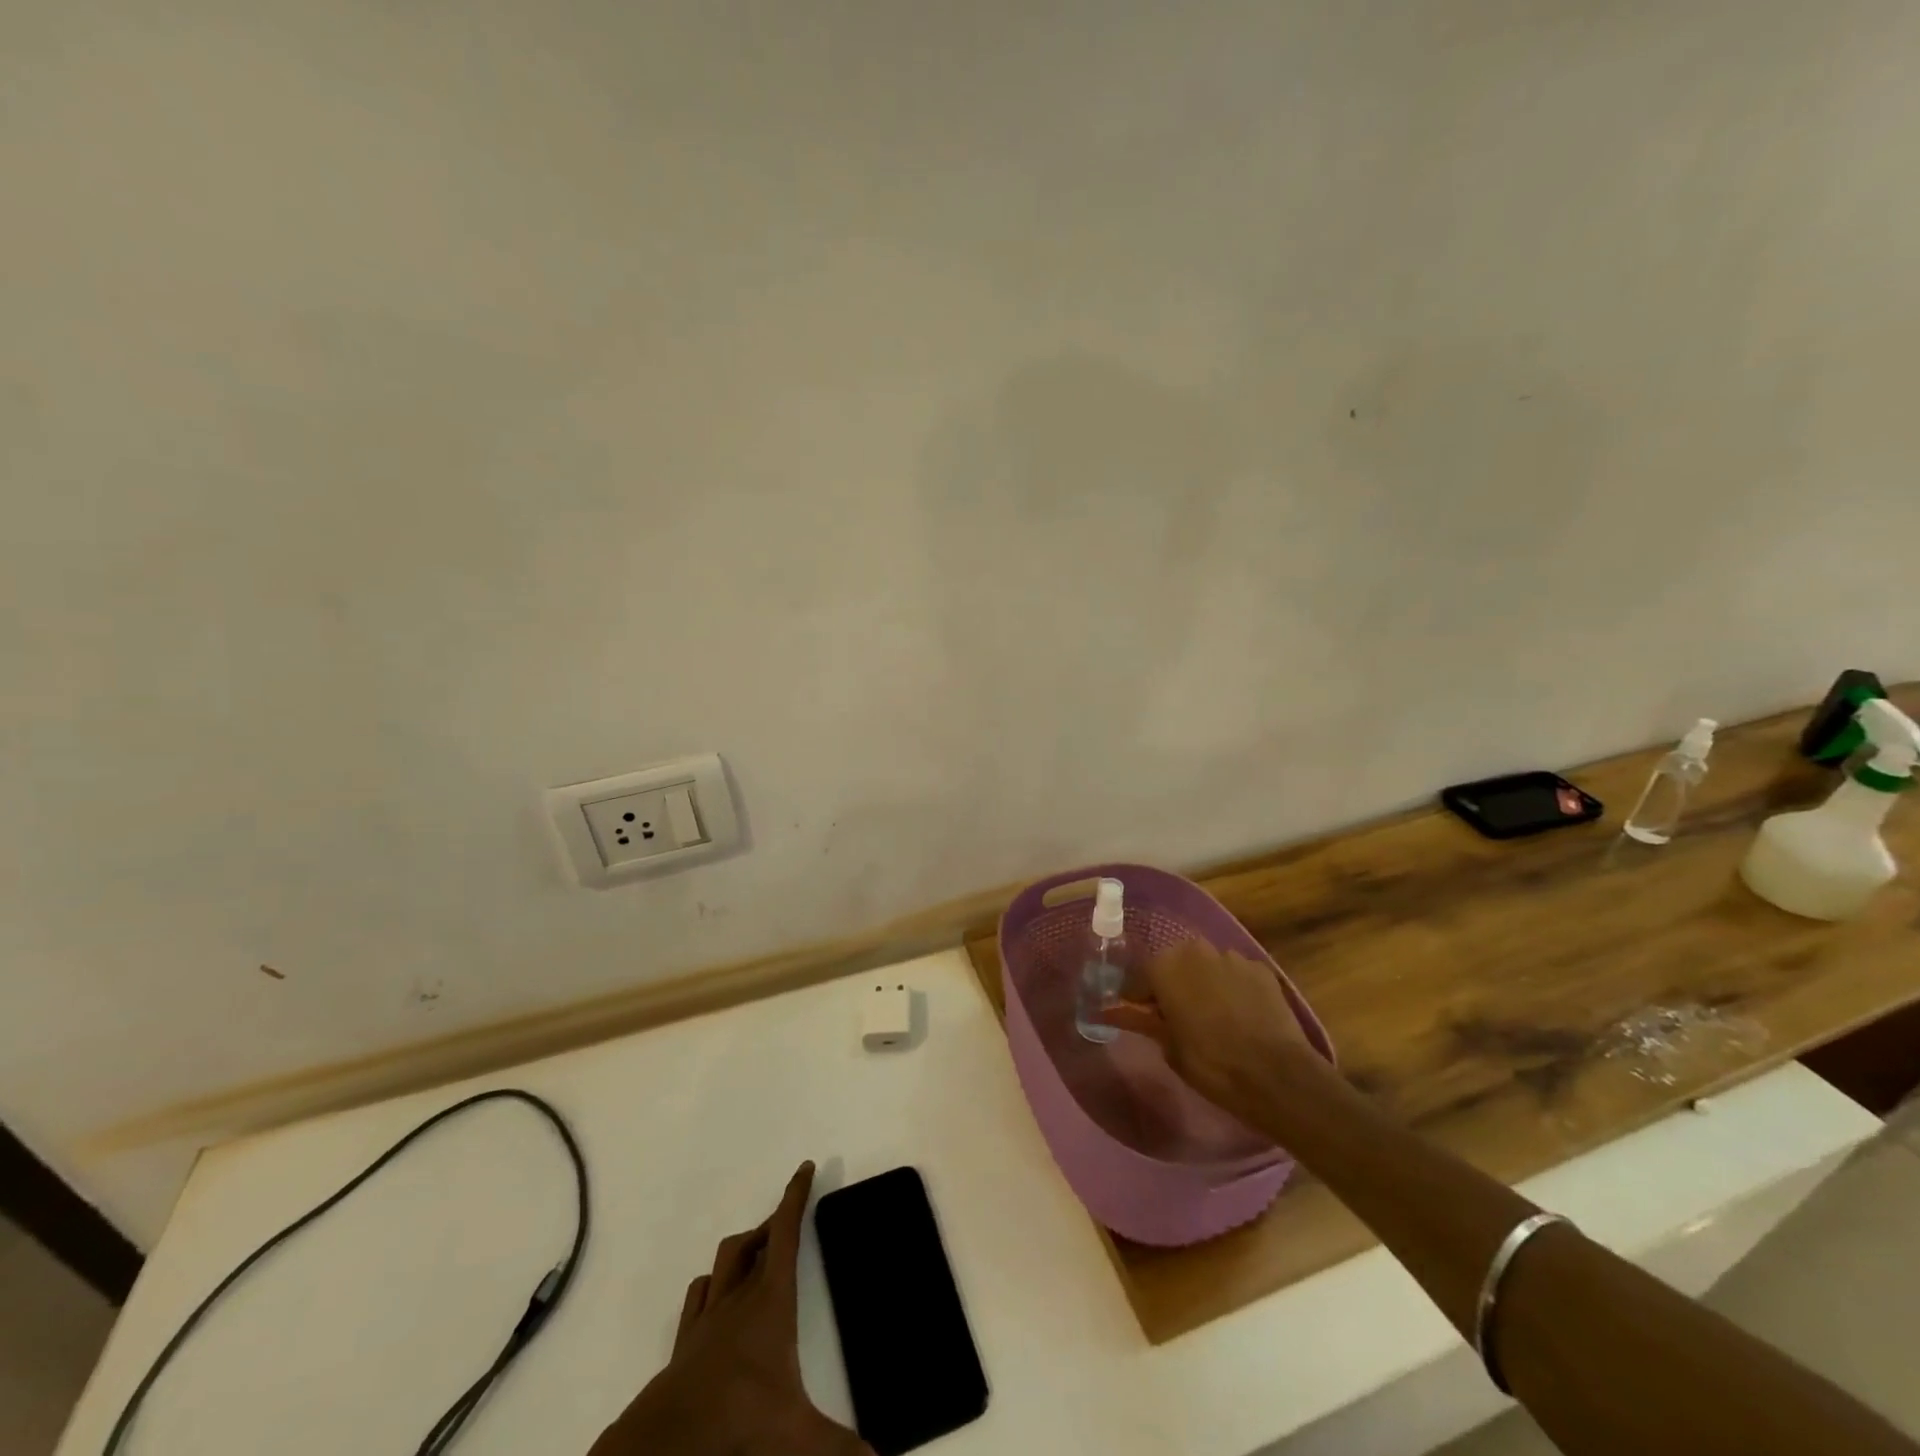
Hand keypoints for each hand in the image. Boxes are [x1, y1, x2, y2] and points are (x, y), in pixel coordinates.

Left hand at [591, 1162, 869, 1455]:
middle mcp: (738, 1298)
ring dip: (741, 1251)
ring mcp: (707, 1319)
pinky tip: (716, 1299)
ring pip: (722, 1263)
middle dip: (771, 1225)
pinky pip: (697, 1297)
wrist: (668, 1442)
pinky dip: (711, 1286)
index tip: (805, 1167)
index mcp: (770, 1300)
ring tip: (756, 1254)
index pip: (785, 1233)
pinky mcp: (685, 1344)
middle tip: (787, 1221)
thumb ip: (839, 1447)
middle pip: (752, 1242)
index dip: (795, 1197)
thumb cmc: (738, 1419)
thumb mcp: (797, 1435)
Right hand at [1102, 940, 1320, 1128]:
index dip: (1136, 997)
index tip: (1138, 1014)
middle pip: (1174, 963)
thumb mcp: (1170, 1047)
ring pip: (1206, 966)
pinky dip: (1232, 987)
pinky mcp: (1261, 969)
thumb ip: (1144, 1022)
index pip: (1138, 976)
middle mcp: (1195, 950)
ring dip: (1202, 982)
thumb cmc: (1211, 1064)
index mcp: (1165, 966)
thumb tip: (1113, 1012)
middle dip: (1171, 983)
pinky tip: (1239, 1013)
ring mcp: (1232, 956)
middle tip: (1174, 1014)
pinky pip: (1235, 974)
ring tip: (1210, 1014)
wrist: (1277, 1076)